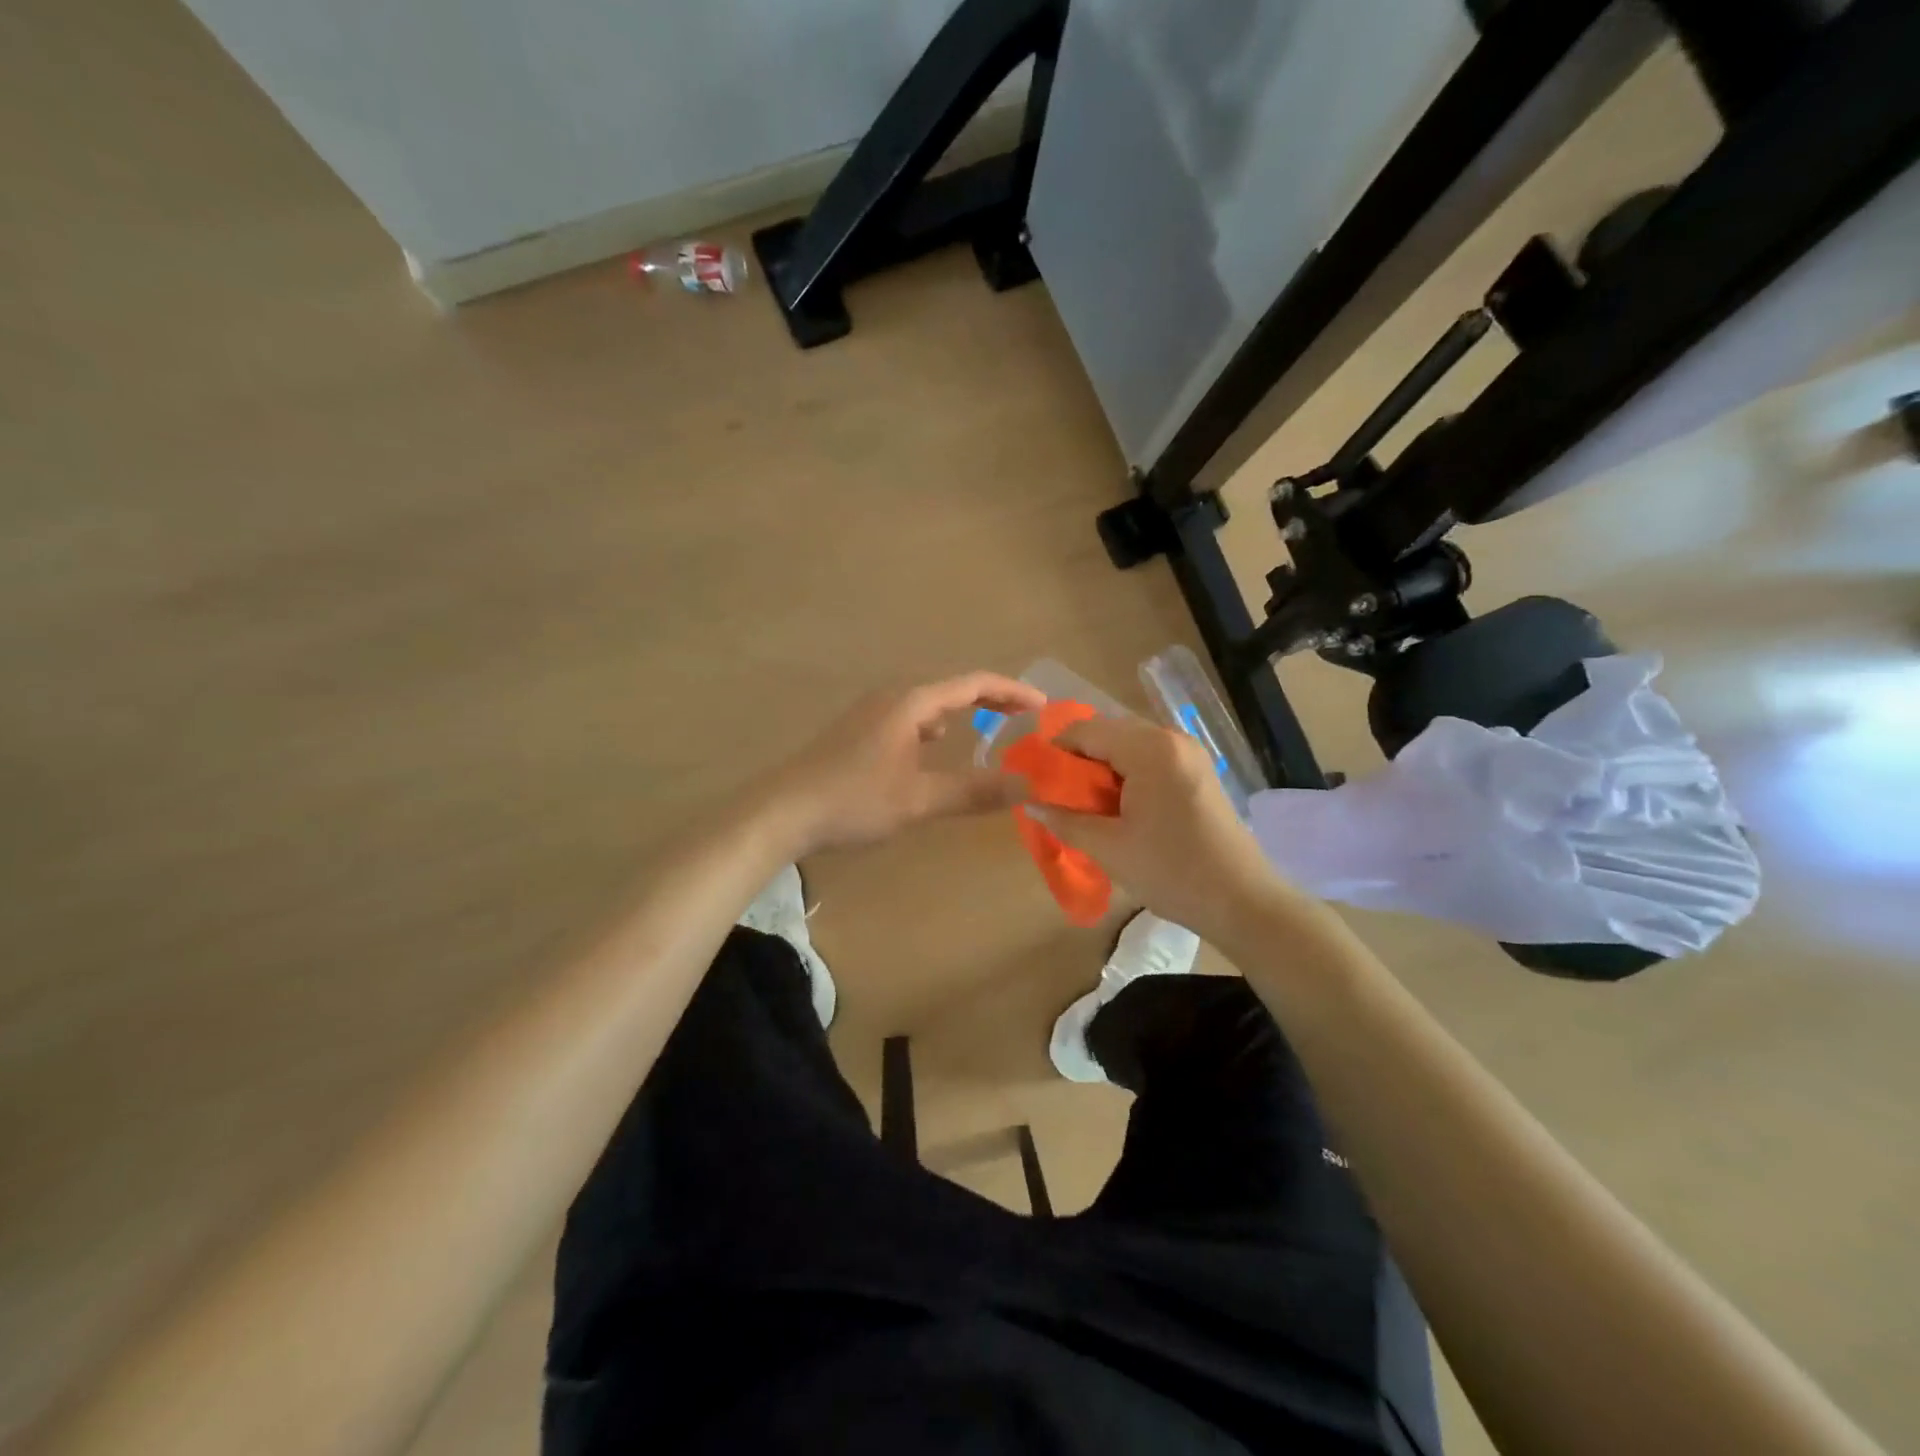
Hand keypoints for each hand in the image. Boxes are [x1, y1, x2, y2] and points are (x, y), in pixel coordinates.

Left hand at [770, 673, 1046, 853]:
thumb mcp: (919, 799)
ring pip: (928, 705)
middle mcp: (891, 698)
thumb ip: (974, 791)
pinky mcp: (856, 733)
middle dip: (991, 701)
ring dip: (961, 713)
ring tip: (987, 731)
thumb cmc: (853, 800)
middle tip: (1024, 718)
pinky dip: (933, 728)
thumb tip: (1028, 786)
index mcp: (910, 703)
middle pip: (952, 689)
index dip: (1013, 691)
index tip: (1044, 706)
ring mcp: (869, 713)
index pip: (974, 684)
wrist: (780, 812)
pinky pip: (908, 719)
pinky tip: (930, 749)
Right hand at [1039, 716, 1280, 938]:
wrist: (1243, 902)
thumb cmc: (1172, 872)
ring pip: (1128, 747)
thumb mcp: (1109, 847)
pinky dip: (1125, 776)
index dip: (1054, 753)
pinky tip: (1118, 809)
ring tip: (1086, 807)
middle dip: (1078, 762)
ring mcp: (1189, 754)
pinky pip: (1149, 760)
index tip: (1036, 783)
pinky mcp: (1197, 772)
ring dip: (1101, 770)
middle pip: (1107, 733)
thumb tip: (1028, 804)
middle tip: (1059, 798)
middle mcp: (1171, 739)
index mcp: (1150, 749)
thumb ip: (1065, 819)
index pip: (1085, 731)